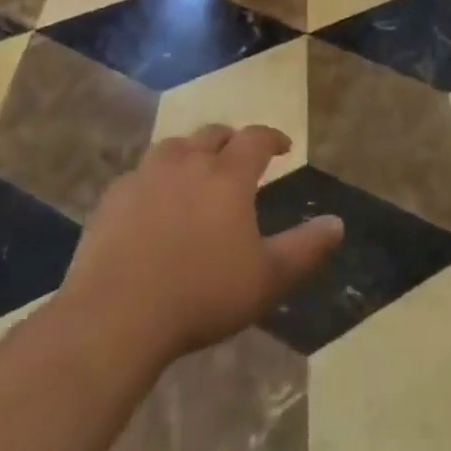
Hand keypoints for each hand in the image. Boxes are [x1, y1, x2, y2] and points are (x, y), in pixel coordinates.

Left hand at [60, 125, 342, 368]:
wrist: (115, 315)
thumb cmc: (201, 295)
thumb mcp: (266, 279)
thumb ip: (305, 249)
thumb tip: (338, 223)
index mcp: (228, 175)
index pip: (256, 139)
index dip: (273, 138)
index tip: (284, 147)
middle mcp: (188, 162)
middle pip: (213, 134)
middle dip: (231, 141)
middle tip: (239, 158)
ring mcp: (146, 175)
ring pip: (174, 147)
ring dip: (191, 152)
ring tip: (196, 172)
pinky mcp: (113, 197)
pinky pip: (140, 174)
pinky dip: (155, 178)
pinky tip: (153, 202)